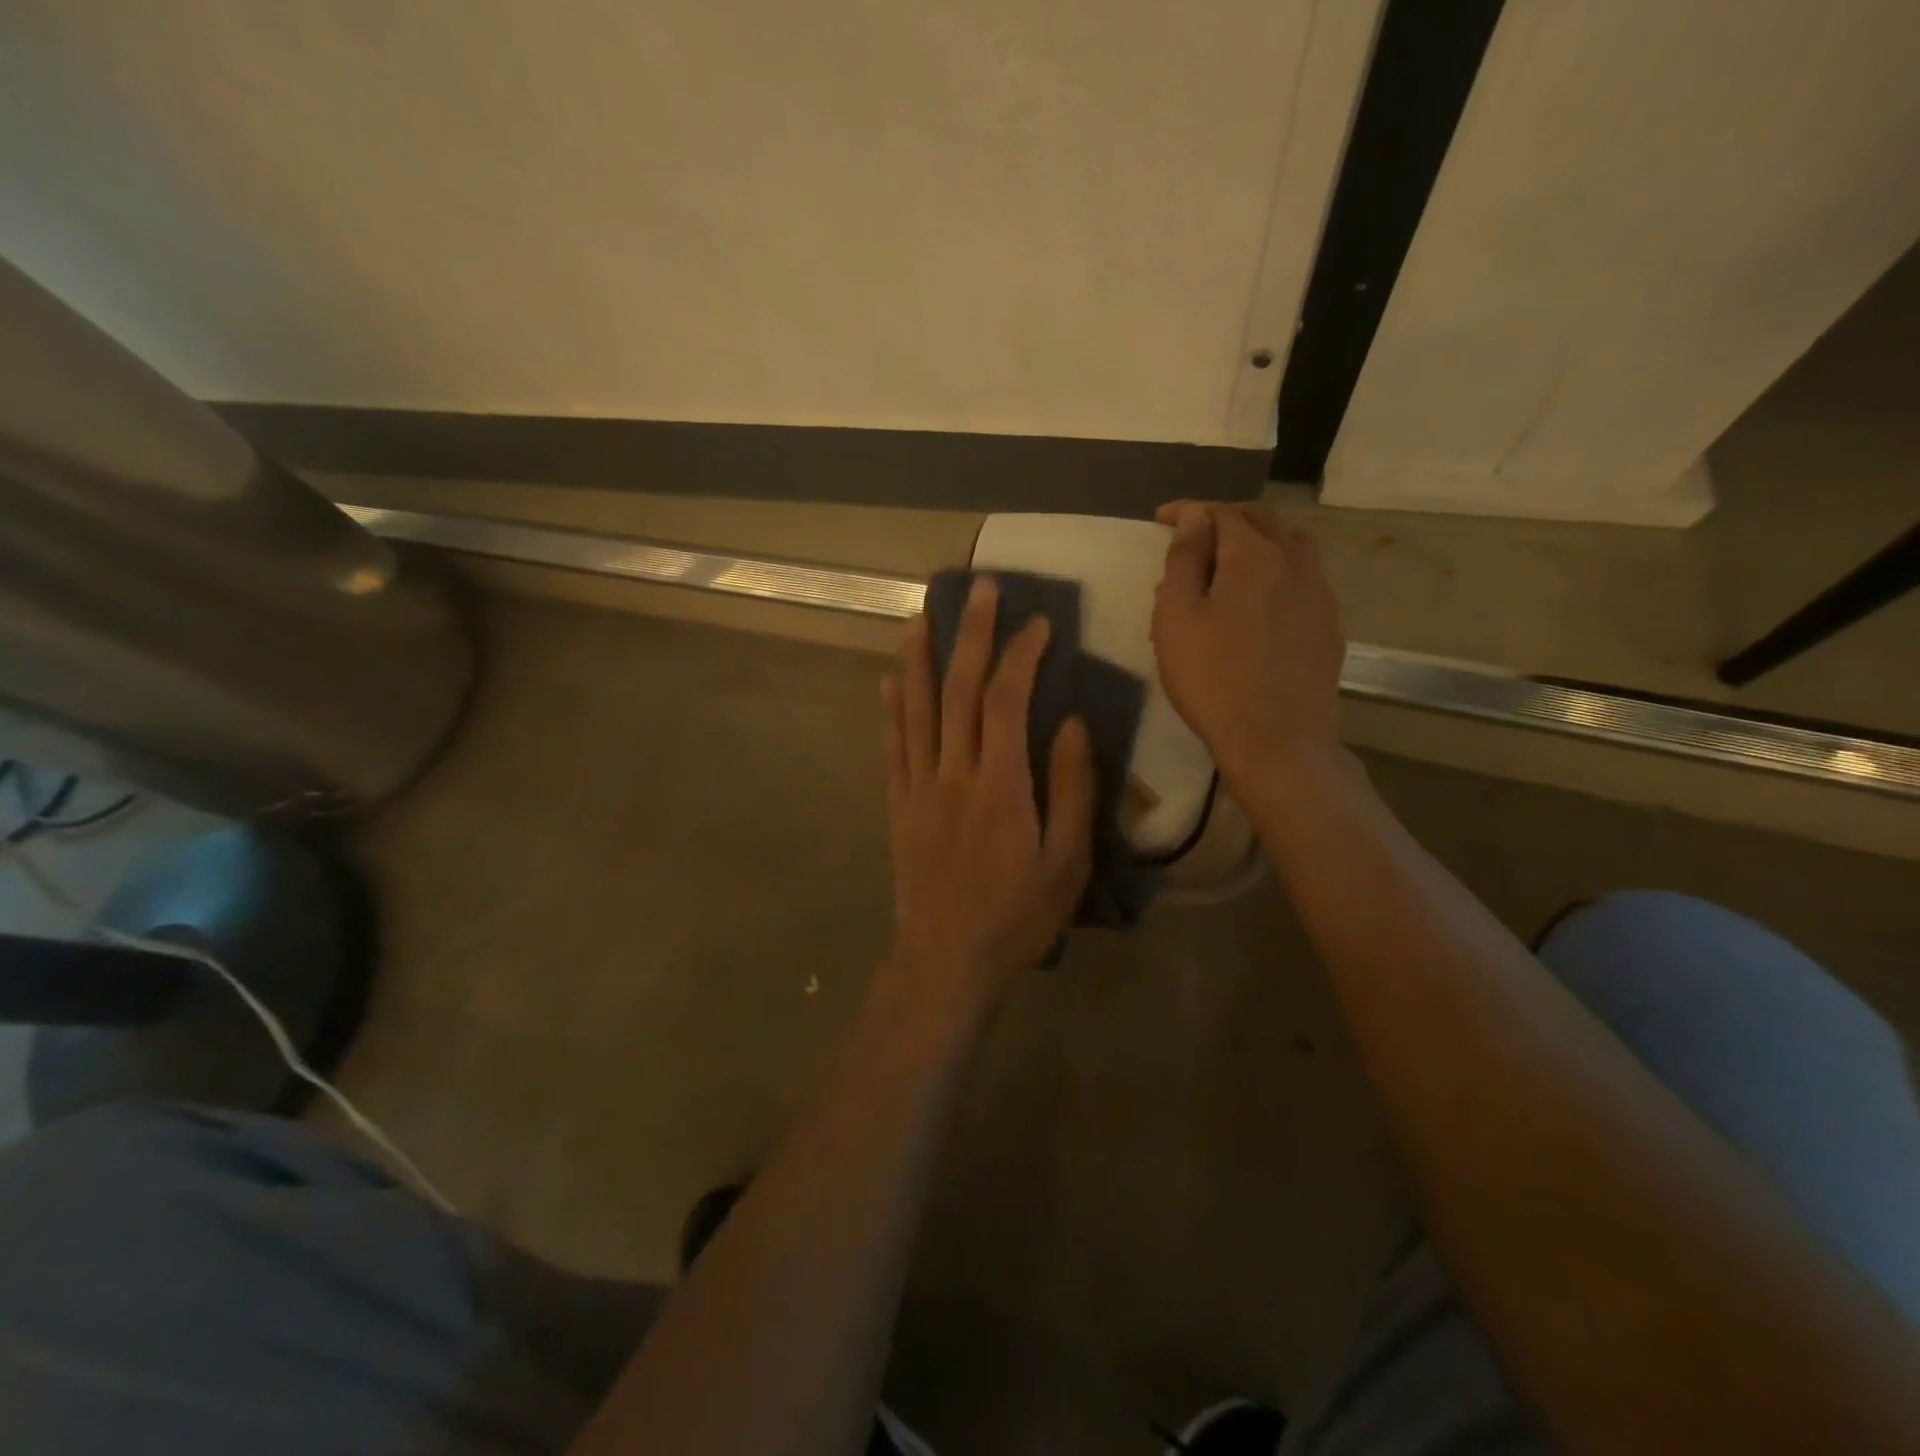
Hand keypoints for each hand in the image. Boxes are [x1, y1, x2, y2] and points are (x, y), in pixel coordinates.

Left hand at [879, 578, 1094, 1024]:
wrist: (946, 962)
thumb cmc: (1018, 917)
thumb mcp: (1067, 862)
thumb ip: (1071, 788)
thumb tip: (1071, 723)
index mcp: (1000, 785)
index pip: (1007, 700)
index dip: (1021, 655)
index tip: (1038, 623)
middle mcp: (953, 773)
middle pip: (958, 690)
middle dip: (969, 633)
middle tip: (978, 588)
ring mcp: (918, 787)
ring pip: (916, 708)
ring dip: (920, 656)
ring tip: (921, 614)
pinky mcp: (898, 805)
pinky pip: (893, 746)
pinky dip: (892, 707)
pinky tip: (891, 679)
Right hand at [1150, 501, 1346, 794]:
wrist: (1276, 740)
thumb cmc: (1212, 679)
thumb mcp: (1177, 618)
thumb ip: (1184, 560)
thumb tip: (1194, 516)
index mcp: (1252, 556)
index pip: (1220, 513)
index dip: (1188, 511)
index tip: (1162, 519)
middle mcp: (1294, 562)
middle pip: (1262, 519)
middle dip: (1225, 517)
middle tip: (1195, 533)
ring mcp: (1319, 593)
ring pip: (1291, 544)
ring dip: (1258, 538)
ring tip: (1231, 557)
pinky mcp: (1328, 624)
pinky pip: (1304, 576)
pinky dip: (1278, 568)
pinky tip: (1262, 595)